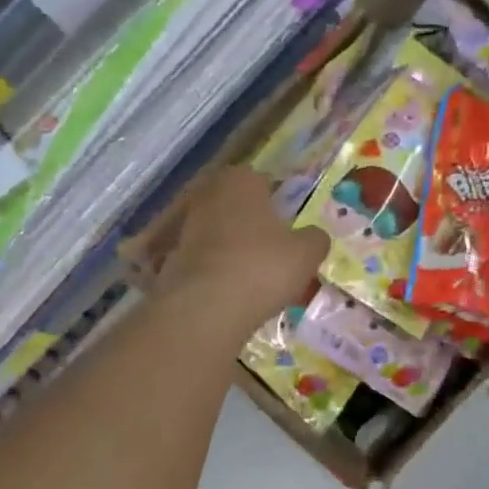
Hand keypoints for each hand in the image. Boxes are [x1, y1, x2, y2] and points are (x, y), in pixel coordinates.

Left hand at [156, 167, 328, 324]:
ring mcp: (186, 226)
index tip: (289, 226)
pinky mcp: (173, 257)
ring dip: (235, 249)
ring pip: (220, 233)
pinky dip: (219, 271)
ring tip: (256, 276)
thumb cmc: (262, 267)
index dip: (278, 203)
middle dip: (254, 225)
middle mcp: (209, 194)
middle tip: (275, 251)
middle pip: (238, 206)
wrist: (205, 308)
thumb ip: (315, 239)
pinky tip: (234, 292)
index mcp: (241, 180)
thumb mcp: (307, 253)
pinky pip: (207, 260)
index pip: (263, 181)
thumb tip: (314, 236)